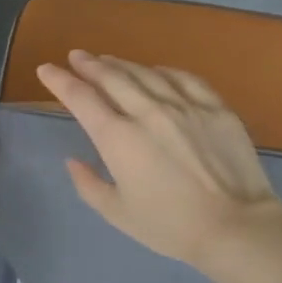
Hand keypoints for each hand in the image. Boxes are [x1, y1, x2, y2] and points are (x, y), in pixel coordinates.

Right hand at [35, 51, 281, 268]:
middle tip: (76, 56)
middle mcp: (148, 112)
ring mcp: (185, 105)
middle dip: (89, 64)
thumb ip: (88, 185)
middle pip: (112, 77)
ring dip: (122, 64)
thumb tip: (73, 161)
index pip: (81, 98)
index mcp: (118, 138)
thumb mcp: (117, 213)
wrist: (235, 226)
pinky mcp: (216, 108)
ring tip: (107, 59)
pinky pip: (184, 78)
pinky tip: (156, 70)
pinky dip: (163, 71)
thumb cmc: (169, 226)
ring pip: (146, 73)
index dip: (60, 80)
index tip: (46, 69)